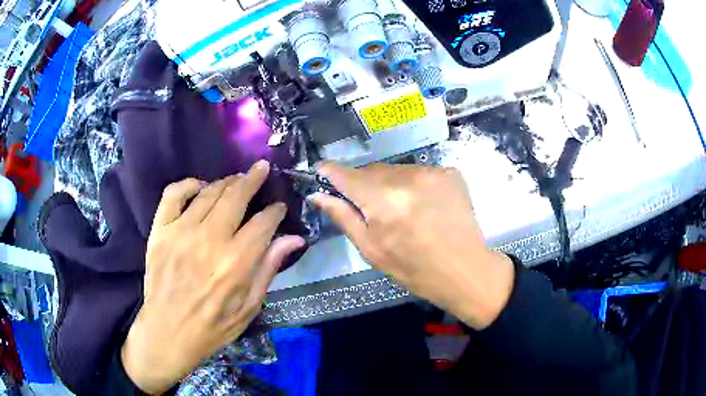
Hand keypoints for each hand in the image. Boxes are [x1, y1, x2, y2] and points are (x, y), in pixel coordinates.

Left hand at [121, 161, 304, 394]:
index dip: (275, 211)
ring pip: (208, 192)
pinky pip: (173, 195)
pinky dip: (188, 184)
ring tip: (237, 179)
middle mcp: (209, 240)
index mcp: (235, 263)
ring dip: (226, 181)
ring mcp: (180, 232)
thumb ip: (269, 268)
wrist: (167, 332)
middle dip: (253, 179)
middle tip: (261, 169)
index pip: (263, 223)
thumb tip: (294, 239)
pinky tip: (200, 187)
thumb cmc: (213, 326)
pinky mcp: (160, 231)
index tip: (279, 207)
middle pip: (235, 196)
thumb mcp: (249, 307)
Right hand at [312, 163, 513, 329]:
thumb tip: (318, 195)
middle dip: (363, 184)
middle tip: (370, 208)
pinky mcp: (450, 172)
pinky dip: (413, 185)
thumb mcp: (372, 250)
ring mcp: (432, 172)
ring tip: (401, 209)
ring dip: (390, 184)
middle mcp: (407, 178)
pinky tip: (423, 205)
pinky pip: (419, 172)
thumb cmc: (414, 269)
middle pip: (371, 170)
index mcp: (383, 201)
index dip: (330, 173)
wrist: (465, 270)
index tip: (322, 174)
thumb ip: (344, 217)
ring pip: (395, 170)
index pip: (346, 174)